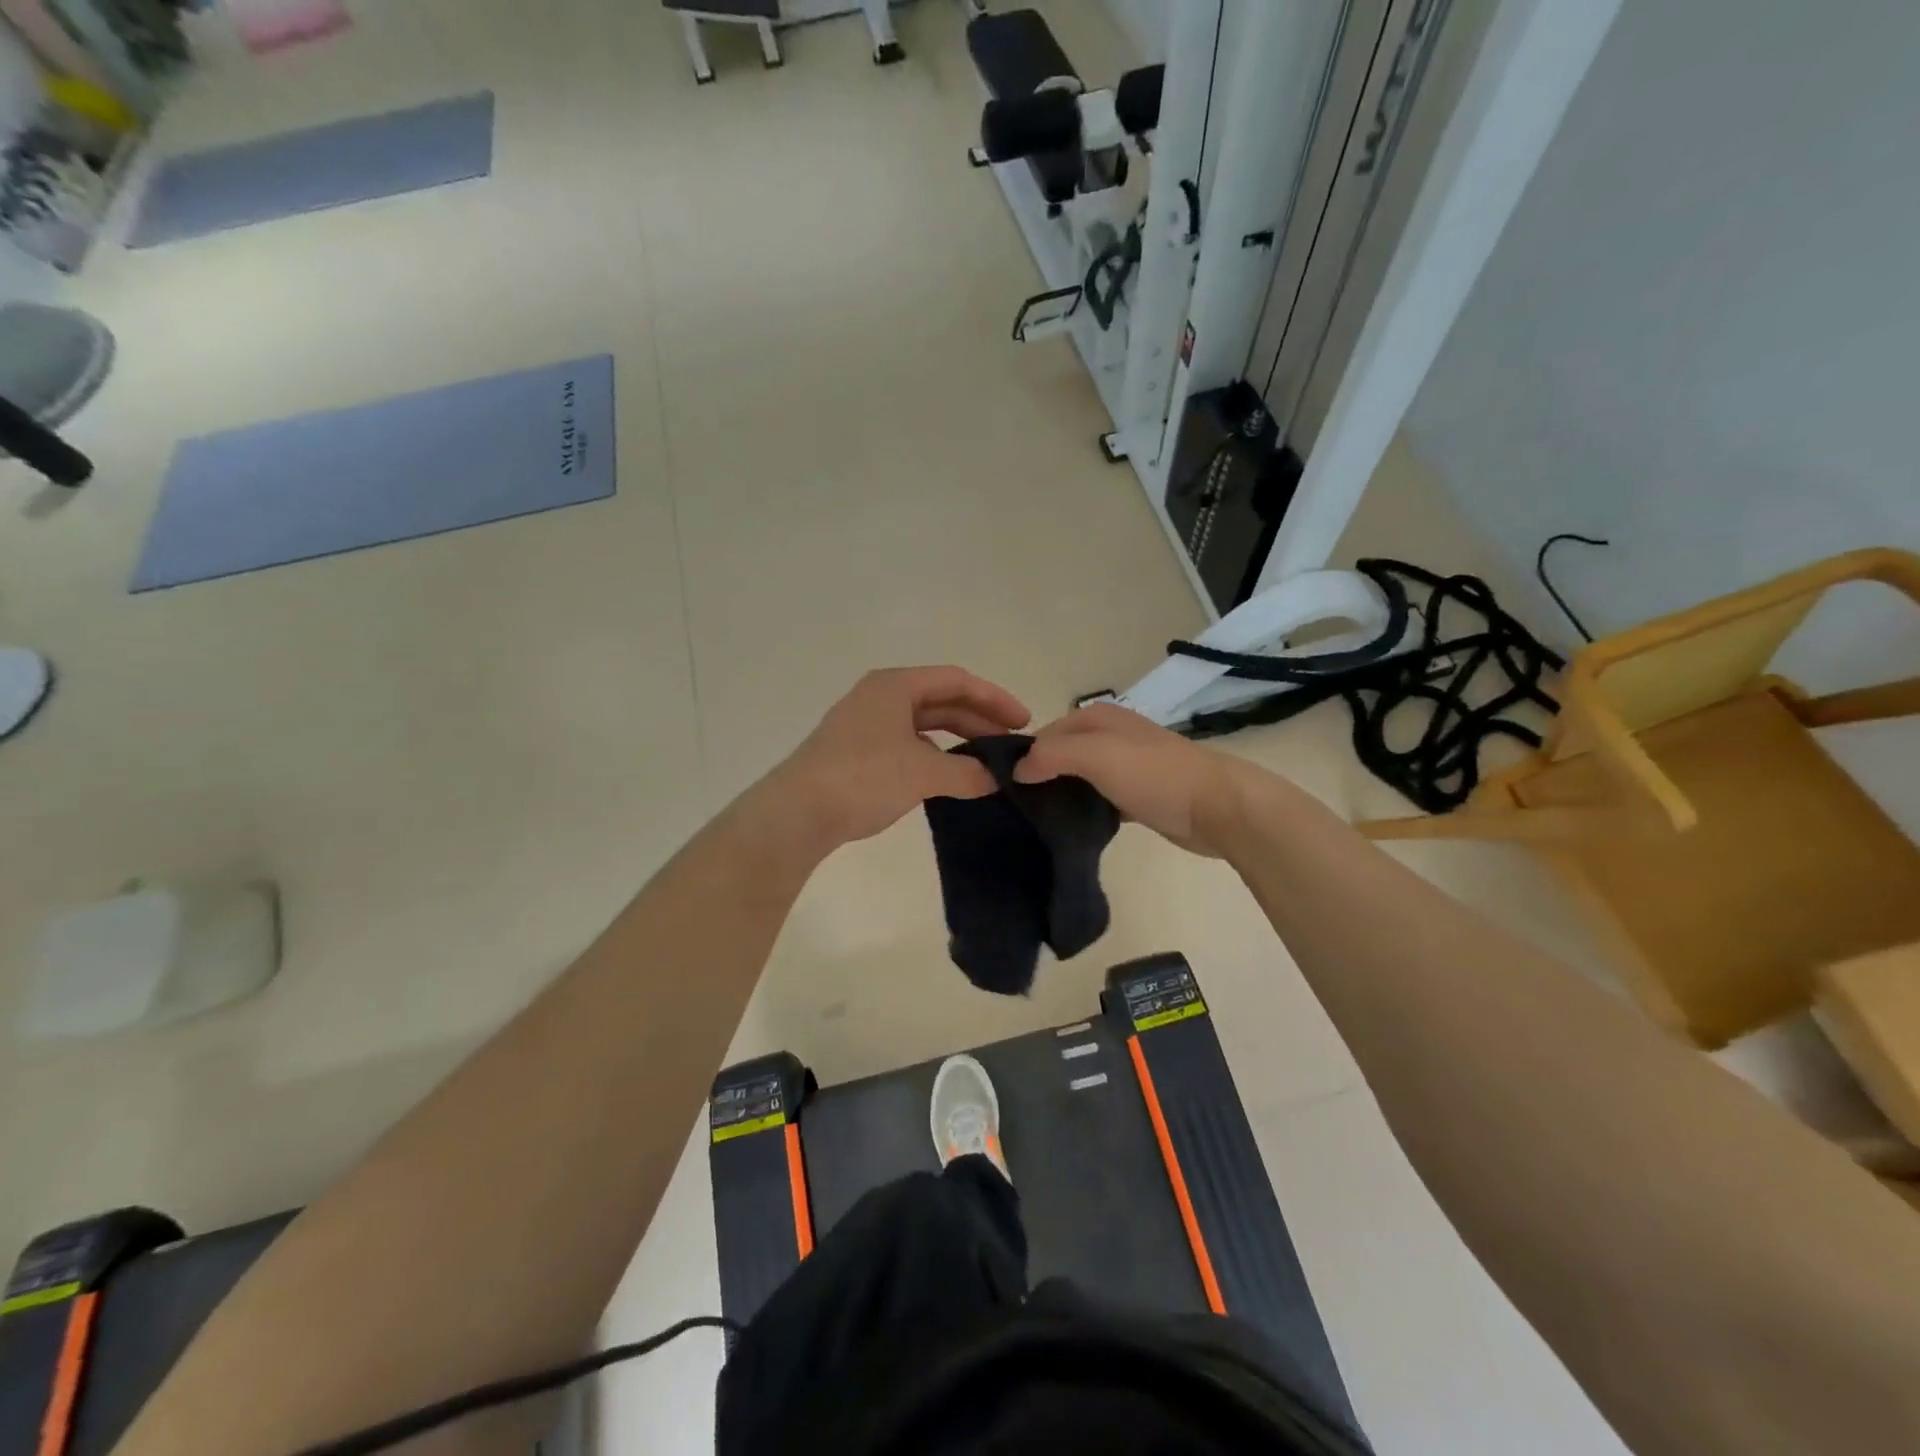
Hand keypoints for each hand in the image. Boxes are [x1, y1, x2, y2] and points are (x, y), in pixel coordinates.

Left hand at [770, 666, 1031, 849]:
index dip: (994, 698)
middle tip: (1011, 744)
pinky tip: (950, 777)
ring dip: (957, 740)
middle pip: (941, 700)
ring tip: (987, 762)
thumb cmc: (862, 777)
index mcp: (895, 686)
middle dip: (979, 720)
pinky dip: (934, 757)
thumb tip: (996, 780)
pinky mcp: (858, 753)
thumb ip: (967, 774)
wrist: (796, 812)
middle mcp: (880, 697)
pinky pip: (908, 745)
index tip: (1023, 722)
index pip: (956, 680)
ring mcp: (866, 725)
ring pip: (924, 725)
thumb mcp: (922, 773)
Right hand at [1014, 702, 1246, 856]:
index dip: (1025, 756)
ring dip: (1060, 795)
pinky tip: (1069, 829)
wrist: (1216, 807)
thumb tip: (1017, 770)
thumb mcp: (1096, 754)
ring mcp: (1126, 767)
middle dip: (1040, 776)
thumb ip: (1052, 756)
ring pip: (1079, 778)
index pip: (1045, 733)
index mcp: (1098, 718)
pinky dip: (1083, 811)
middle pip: (1061, 755)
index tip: (1003, 787)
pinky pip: (1098, 800)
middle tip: (1014, 808)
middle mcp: (1110, 737)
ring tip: (1034, 822)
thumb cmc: (1154, 774)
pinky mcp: (1137, 796)